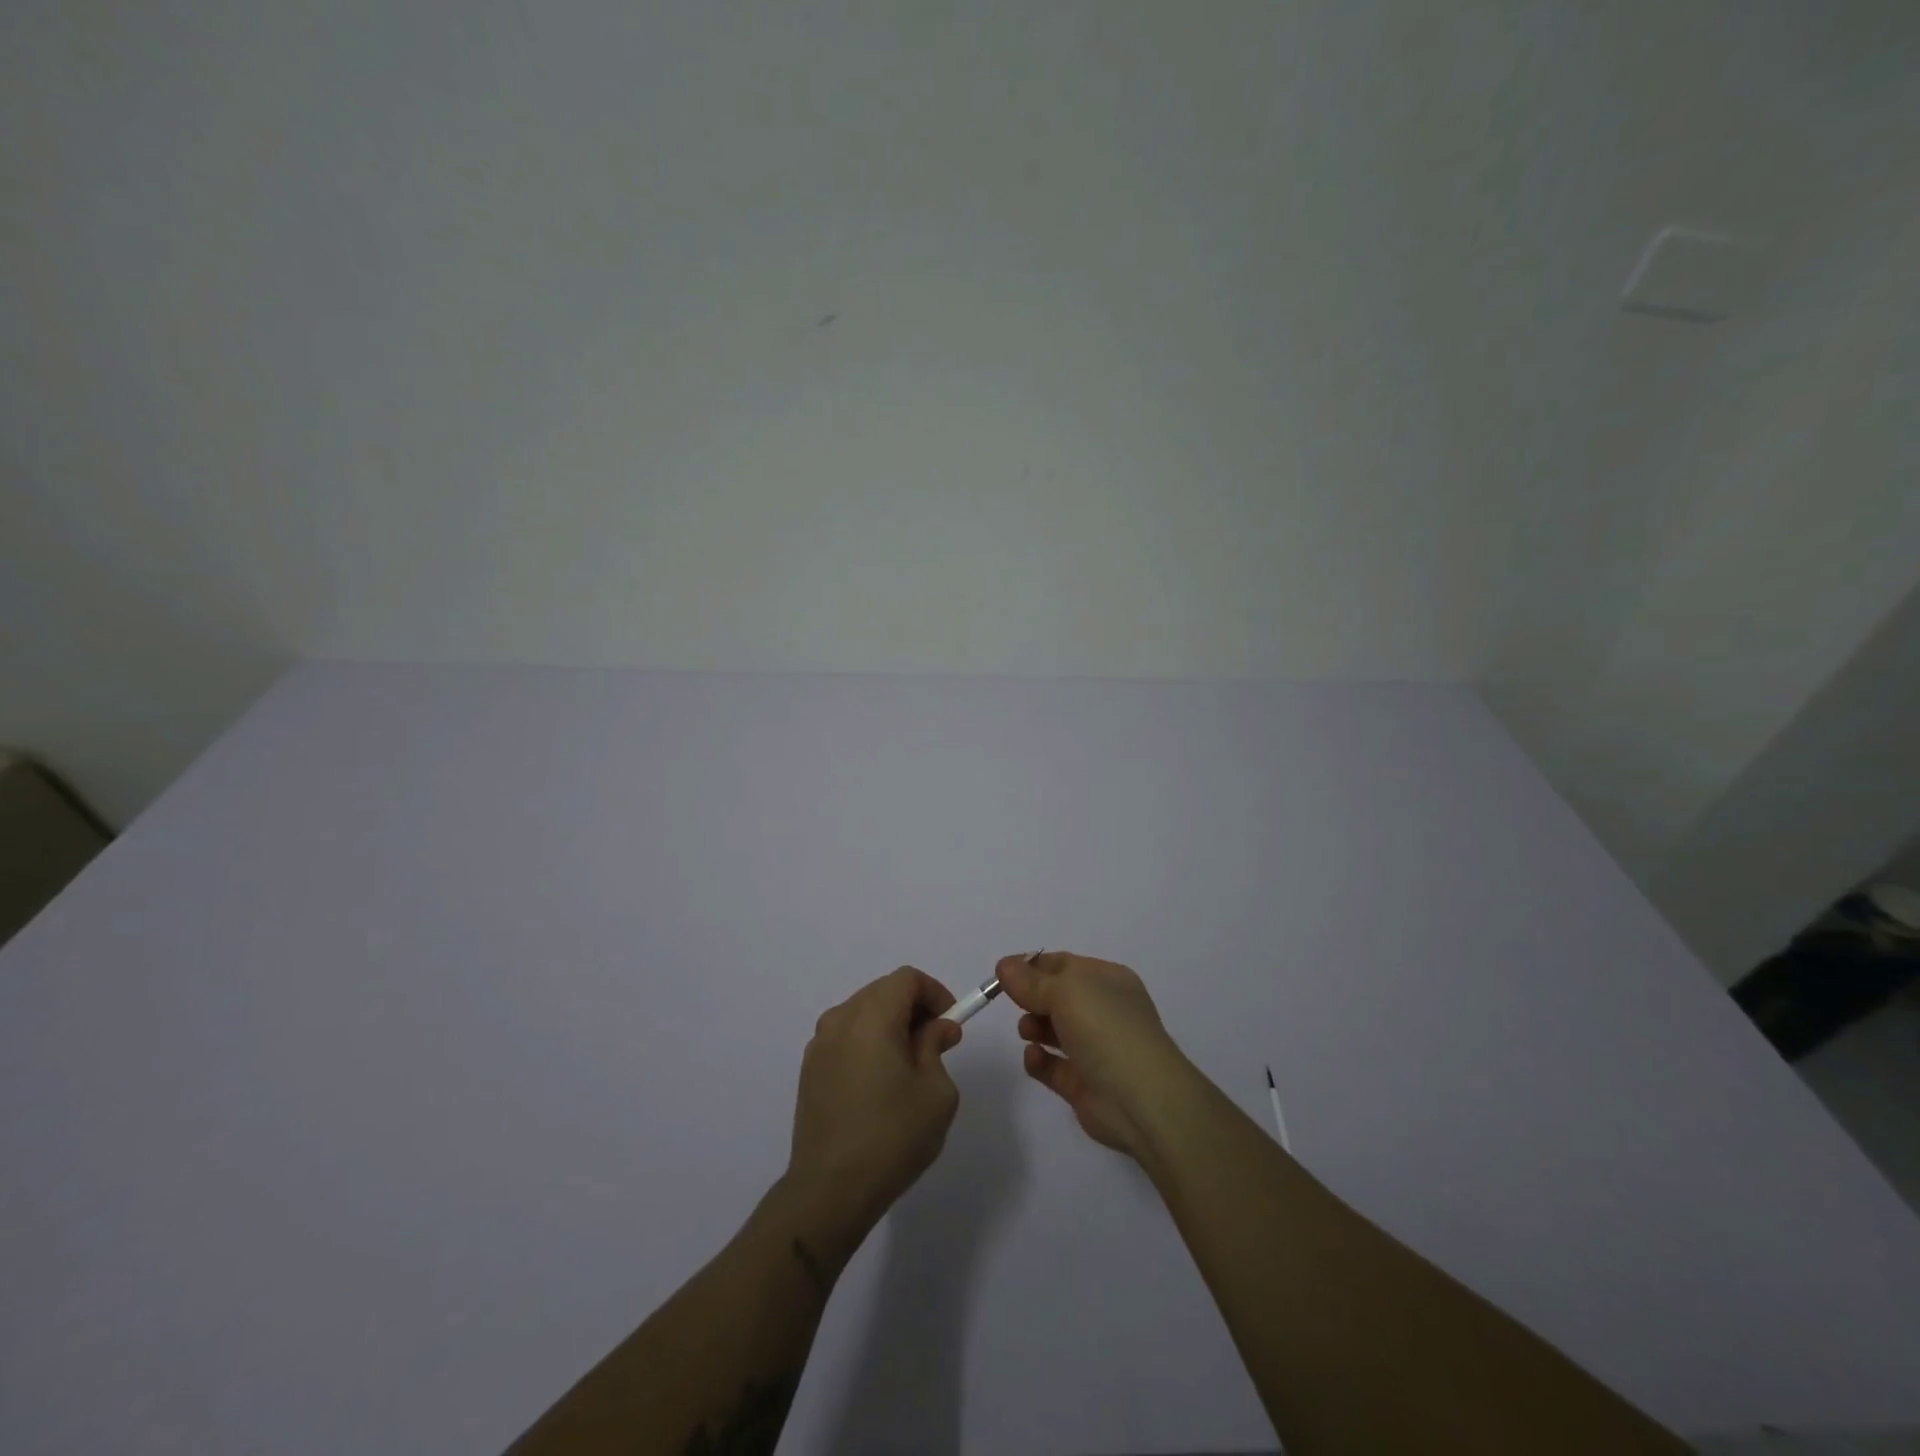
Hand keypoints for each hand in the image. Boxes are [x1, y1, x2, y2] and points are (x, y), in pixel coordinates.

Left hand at [784, 967, 963, 1253]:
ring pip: (863, 1013)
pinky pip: (846, 1037)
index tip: (951, 1022)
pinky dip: (868, 1042)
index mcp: (871, 1017)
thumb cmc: (892, 1137)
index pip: (906, 979)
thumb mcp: (935, 1092)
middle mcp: (840, 1020)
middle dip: (914, 1008)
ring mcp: (819, 1044)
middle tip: (937, 1042)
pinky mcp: (810, 1069)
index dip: (934, 993)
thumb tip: (936, 1028)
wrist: (829, 1191)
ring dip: (890, 1025)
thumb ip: (936, 1046)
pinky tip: (880, 1083)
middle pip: (883, 991)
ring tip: (910, 1065)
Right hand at [997, 951, 1190, 1158]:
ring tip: (1027, 1031)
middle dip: (1032, 998)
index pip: (1063, 965)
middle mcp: (1103, 1010)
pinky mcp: (1083, 1083)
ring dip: (1033, 1026)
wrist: (1140, 1099)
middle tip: (1015, 1003)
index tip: (1001, 973)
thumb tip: (1004, 965)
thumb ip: (1030, 981)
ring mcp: (1095, 1048)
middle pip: (1056, 997)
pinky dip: (1039, 1060)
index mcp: (1107, 980)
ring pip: (1053, 1030)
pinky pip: (1052, 1065)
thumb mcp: (1065, 991)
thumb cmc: (1105, 1029)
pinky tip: (1035, 1058)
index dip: (1031, 966)